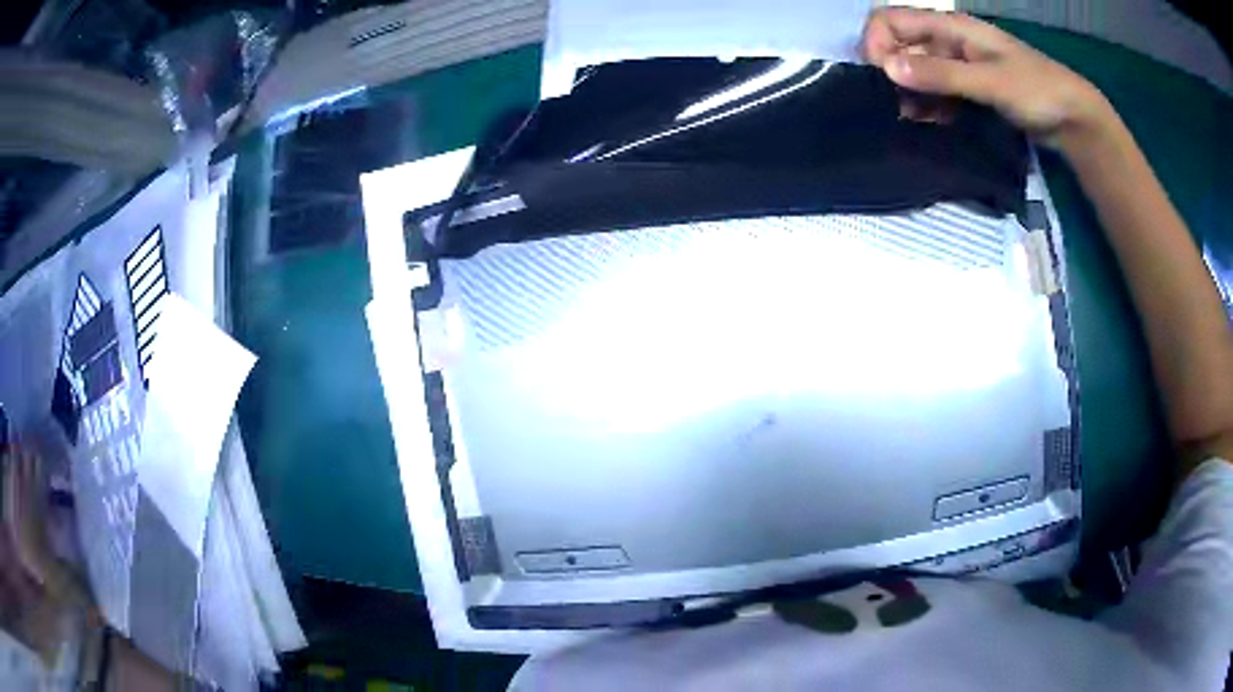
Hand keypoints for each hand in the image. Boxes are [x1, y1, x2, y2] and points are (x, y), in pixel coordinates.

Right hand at [861, 7, 1111, 146]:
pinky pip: (934, 91)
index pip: (890, 19)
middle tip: (896, 107)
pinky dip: (927, 105)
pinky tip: (930, 123)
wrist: (1073, 118)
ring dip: (908, 93)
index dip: (877, 43)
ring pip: (915, 70)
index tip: (882, 78)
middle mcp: (947, 40)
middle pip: (899, 45)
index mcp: (950, 26)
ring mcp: (957, 64)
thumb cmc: (1036, 90)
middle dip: (890, 72)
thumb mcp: (990, 82)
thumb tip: (887, 68)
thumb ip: (941, 74)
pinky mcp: (967, 87)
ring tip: (913, 120)